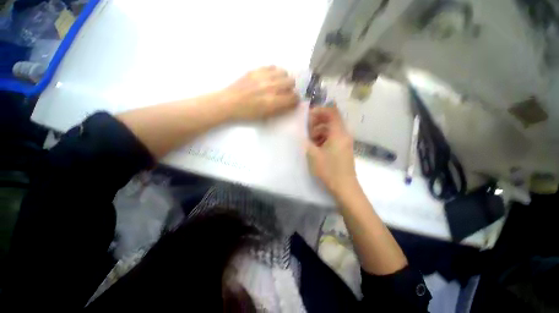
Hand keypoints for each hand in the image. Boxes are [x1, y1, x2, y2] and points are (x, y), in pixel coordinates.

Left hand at [222, 66, 298, 120]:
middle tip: (285, 93)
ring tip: (278, 84)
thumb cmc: (247, 114)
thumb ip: (280, 109)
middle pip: (291, 82)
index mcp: (273, 101)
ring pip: (284, 72)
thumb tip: (290, 103)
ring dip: (284, 79)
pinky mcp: (256, 70)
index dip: (295, 100)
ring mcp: (263, 76)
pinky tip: (270, 78)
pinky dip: (275, 73)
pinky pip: (272, 67)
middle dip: (290, 89)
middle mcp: (271, 87)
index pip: (293, 97)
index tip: (292, 102)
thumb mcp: (265, 116)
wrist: (229, 103)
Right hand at [307, 107, 357, 197]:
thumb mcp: (313, 155)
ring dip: (319, 132)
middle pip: (331, 120)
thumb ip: (307, 141)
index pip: (332, 112)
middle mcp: (344, 134)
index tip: (308, 116)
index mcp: (338, 133)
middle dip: (317, 123)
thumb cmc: (329, 170)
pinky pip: (333, 138)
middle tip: (306, 131)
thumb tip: (303, 134)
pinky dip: (324, 139)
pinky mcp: (343, 149)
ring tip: (310, 141)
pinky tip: (316, 147)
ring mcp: (345, 142)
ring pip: (331, 130)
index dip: (319, 111)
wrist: (344, 187)